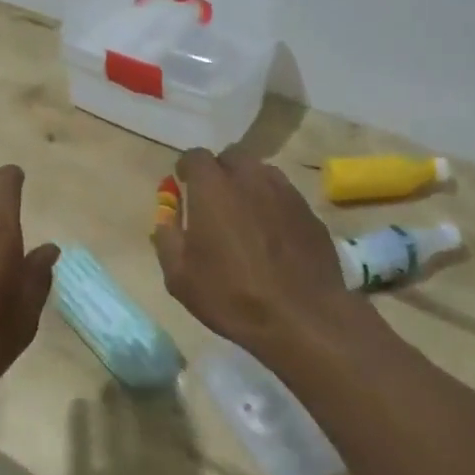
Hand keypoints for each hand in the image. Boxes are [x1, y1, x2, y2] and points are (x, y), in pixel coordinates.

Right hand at [153, 146, 354, 361]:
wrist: (301, 318)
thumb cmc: (231, 295)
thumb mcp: (180, 276)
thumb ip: (166, 236)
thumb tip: (165, 216)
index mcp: (213, 188)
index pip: (195, 156)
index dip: (187, 169)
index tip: (184, 185)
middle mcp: (250, 178)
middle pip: (232, 157)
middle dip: (219, 171)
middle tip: (214, 200)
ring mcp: (285, 192)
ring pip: (261, 172)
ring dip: (248, 185)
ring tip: (245, 215)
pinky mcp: (309, 212)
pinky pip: (285, 195)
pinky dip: (273, 205)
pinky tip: (273, 235)